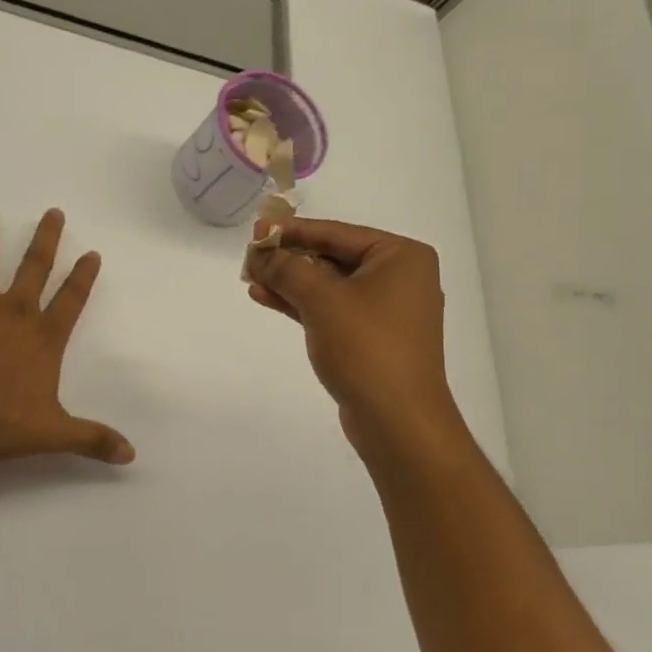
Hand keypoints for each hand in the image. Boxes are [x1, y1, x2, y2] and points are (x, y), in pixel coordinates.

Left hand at [0, 202, 134, 466]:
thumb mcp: (52, 434)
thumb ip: (92, 439)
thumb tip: (131, 455)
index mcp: (43, 337)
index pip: (71, 300)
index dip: (83, 277)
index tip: (92, 253)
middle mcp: (14, 312)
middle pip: (35, 267)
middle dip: (46, 239)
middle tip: (53, 212)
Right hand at [245, 218, 459, 451]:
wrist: (398, 421)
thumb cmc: (366, 347)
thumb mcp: (321, 299)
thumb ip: (286, 269)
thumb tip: (259, 252)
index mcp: (400, 256)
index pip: (336, 233)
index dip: (292, 231)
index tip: (256, 230)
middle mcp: (399, 277)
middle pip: (332, 257)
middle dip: (289, 258)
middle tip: (250, 257)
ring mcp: (387, 310)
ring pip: (329, 286)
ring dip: (290, 282)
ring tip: (250, 278)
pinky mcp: (372, 338)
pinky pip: (332, 309)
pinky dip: (302, 304)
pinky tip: (266, 298)